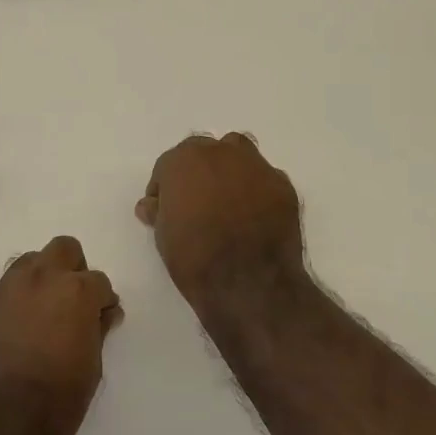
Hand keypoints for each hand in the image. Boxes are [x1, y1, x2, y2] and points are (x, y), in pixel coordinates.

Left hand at [0, 236, 121, 434]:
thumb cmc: (55, 405)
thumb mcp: (91, 369)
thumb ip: (98, 330)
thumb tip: (103, 313)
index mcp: (74, 292)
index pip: (98, 280)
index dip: (102, 301)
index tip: (101, 319)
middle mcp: (39, 279)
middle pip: (63, 249)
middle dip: (73, 270)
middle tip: (73, 304)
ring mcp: (4, 291)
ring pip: (28, 263)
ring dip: (41, 280)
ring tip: (41, 316)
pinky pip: (3, 293)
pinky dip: (14, 304)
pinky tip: (13, 335)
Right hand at [136, 134, 305, 312]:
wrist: (248, 283)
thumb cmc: (195, 258)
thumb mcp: (163, 236)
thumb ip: (159, 211)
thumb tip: (153, 204)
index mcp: (184, 161)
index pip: (168, 165)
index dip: (165, 186)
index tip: (164, 207)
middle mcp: (220, 152)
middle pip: (204, 151)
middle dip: (197, 171)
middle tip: (196, 200)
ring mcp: (255, 165)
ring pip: (238, 153)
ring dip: (229, 168)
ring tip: (227, 198)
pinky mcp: (282, 184)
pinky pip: (264, 177)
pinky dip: (256, 189)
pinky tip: (254, 214)